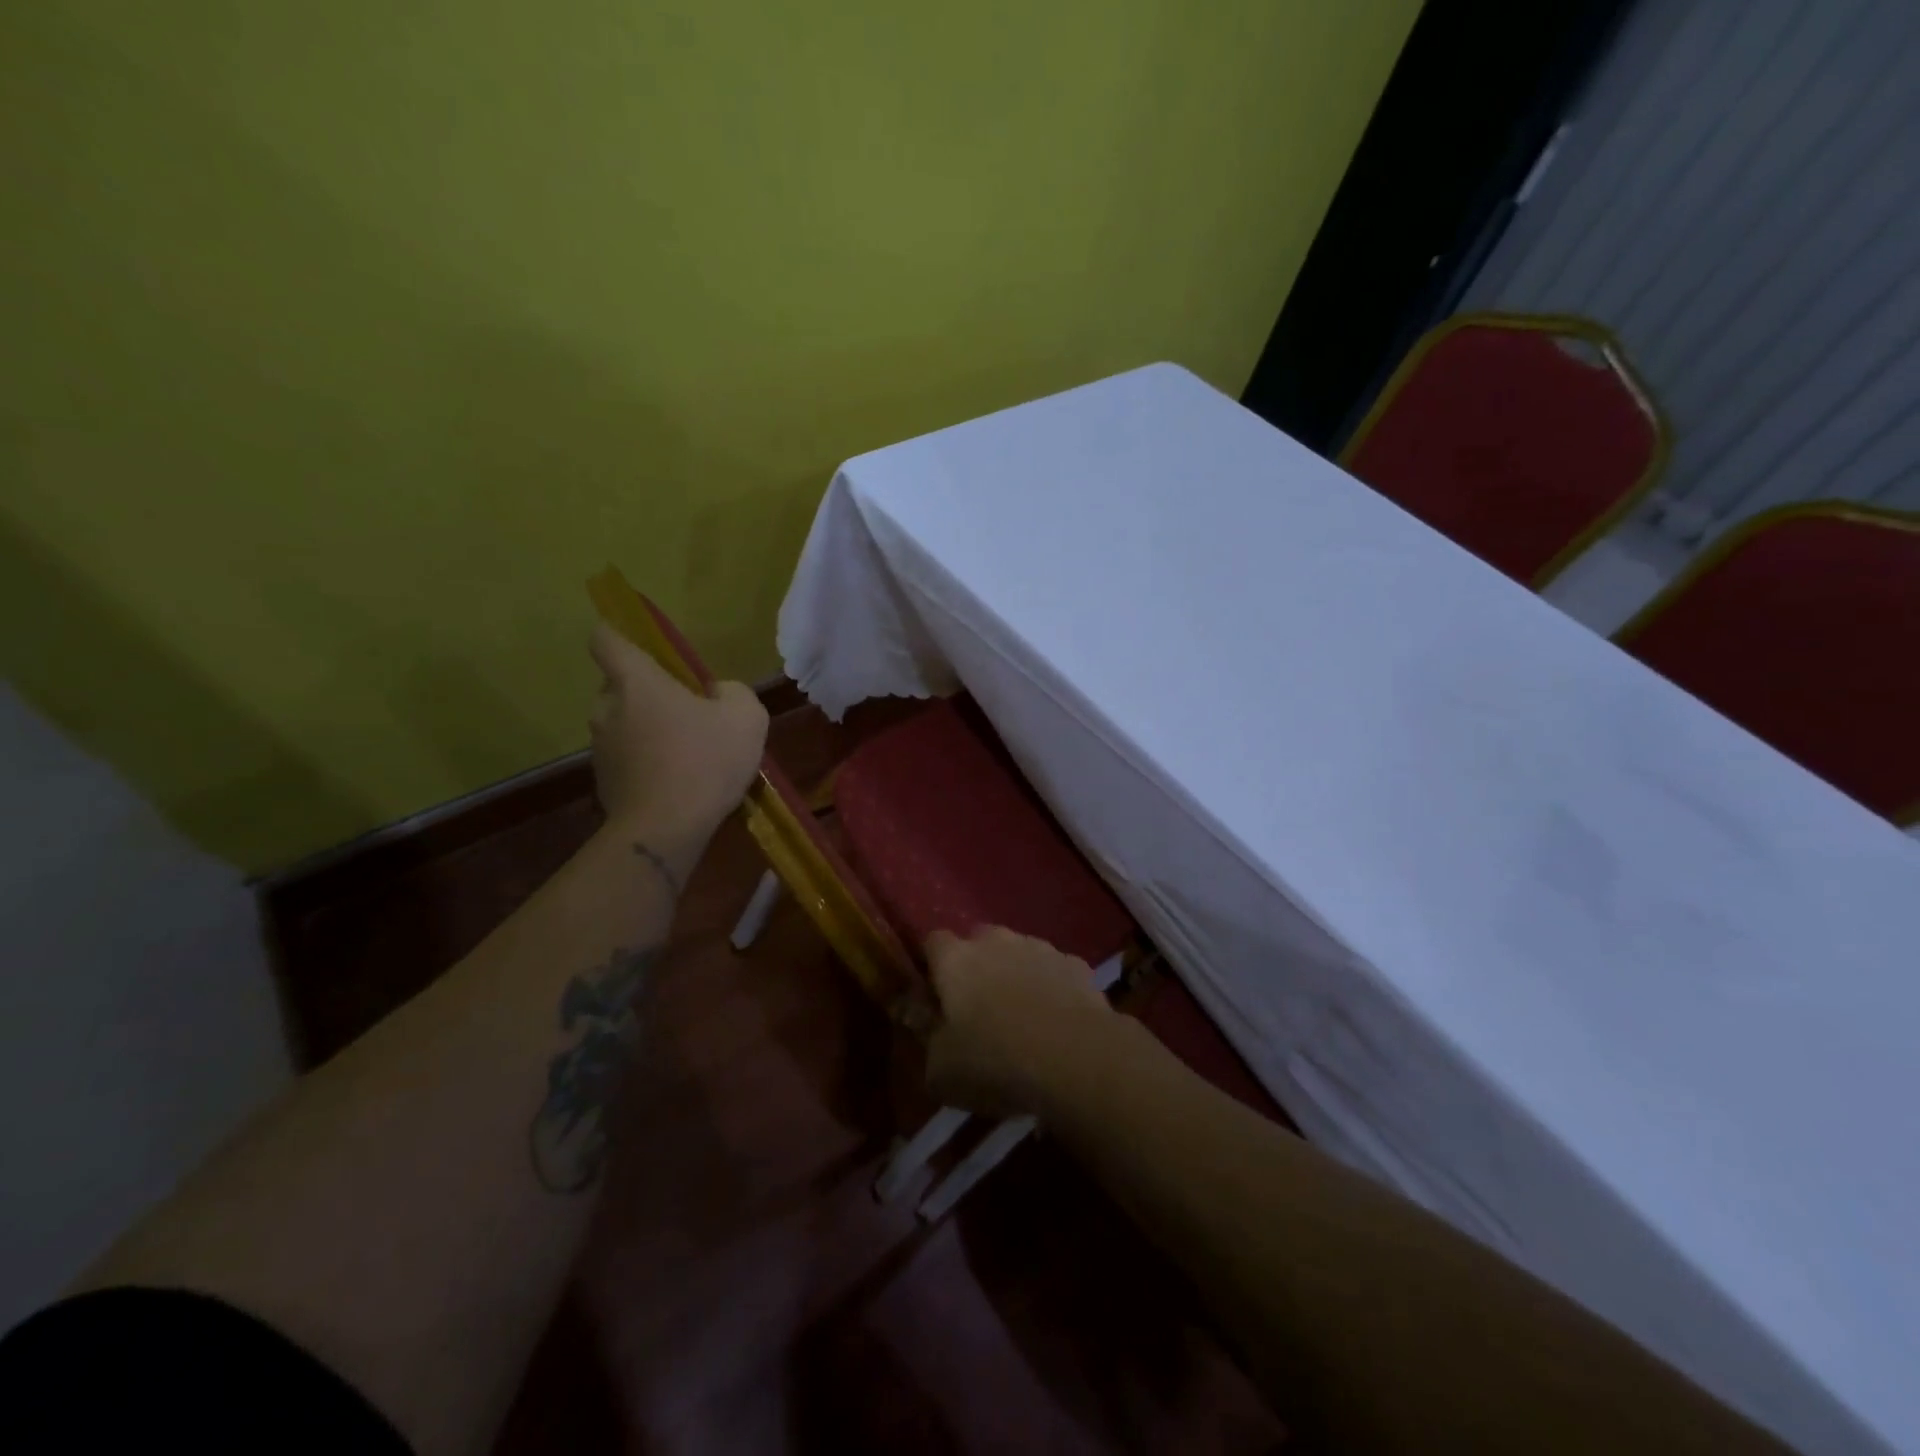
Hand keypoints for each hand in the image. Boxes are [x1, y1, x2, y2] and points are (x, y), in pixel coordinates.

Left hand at [588, 621, 768, 847]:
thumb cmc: (704, 761)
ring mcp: (601, 747)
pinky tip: (680, 782)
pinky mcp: (604, 781)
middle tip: (688, 711)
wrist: (665, 830)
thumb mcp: (745, 716)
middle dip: (649, 693)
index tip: (645, 648)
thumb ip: (732, 691)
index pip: (606, 639)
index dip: (620, 635)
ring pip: (624, 724)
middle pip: (620, 685)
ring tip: (689, 753)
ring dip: (649, 730)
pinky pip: (628, 758)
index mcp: (635, 681)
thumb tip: (716, 693)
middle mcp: (607, 708)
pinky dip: (648, 762)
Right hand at [924, 927, 1115, 1118]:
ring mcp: (1039, 947)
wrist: (1075, 1058)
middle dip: (976, 966)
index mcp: (955, 959)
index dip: (933, 967)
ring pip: (1019, 952)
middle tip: (979, 1008)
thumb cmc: (994, 1062)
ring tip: (1022, 1017)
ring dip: (1016, 973)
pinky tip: (1057, 1021)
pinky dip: (1051, 987)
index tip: (935, 996)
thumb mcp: (940, 1070)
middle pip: (978, 941)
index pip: (933, 942)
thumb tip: (922, 1019)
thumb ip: (926, 1038)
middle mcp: (995, 941)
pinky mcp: (1076, 964)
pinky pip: (1054, 970)